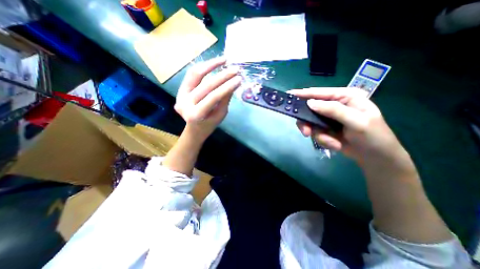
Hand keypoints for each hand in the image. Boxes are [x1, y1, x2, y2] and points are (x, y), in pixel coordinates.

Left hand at [176, 58, 241, 140]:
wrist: (194, 129)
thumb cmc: (209, 124)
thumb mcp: (220, 115)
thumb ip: (225, 99)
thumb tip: (234, 83)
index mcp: (196, 115)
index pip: (213, 97)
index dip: (227, 87)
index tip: (239, 79)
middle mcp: (184, 103)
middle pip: (205, 85)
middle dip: (222, 76)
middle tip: (235, 69)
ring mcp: (179, 95)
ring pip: (195, 74)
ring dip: (210, 65)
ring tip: (224, 60)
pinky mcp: (179, 89)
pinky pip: (192, 75)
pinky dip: (203, 67)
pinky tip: (213, 64)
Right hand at [288, 88, 403, 163]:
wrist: (374, 157)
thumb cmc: (372, 136)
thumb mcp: (356, 121)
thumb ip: (333, 110)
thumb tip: (309, 103)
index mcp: (345, 97)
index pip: (320, 93)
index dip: (303, 94)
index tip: (289, 95)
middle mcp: (334, 105)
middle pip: (310, 109)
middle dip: (308, 122)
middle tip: (306, 133)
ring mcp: (328, 118)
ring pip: (311, 123)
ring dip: (318, 134)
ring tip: (330, 142)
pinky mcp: (325, 129)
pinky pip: (315, 132)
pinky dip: (323, 140)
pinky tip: (335, 144)